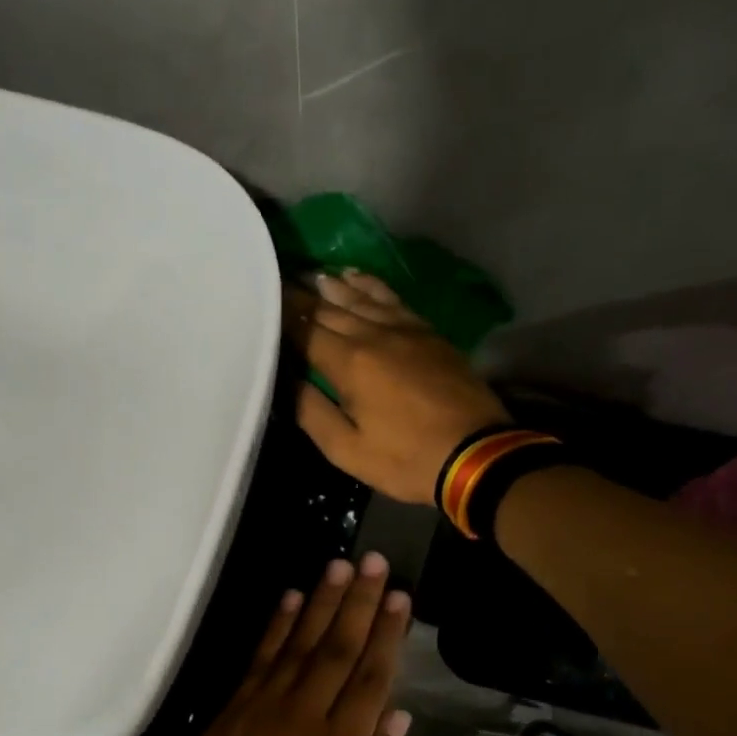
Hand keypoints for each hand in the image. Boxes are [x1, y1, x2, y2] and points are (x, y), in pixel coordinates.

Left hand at [148, 553, 412, 735]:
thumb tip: (398, 718)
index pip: (371, 678)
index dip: (388, 634)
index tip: (400, 597)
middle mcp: (304, 717)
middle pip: (338, 649)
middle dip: (359, 603)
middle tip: (374, 563)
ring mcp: (263, 709)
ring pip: (299, 644)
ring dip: (322, 603)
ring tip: (340, 567)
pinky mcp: (232, 711)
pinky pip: (259, 659)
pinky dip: (276, 626)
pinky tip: (291, 599)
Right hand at [284, 271, 510, 504]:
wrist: (476, 453)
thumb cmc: (406, 459)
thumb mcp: (348, 450)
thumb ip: (312, 412)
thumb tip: (286, 380)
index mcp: (349, 362)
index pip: (305, 329)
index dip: (281, 315)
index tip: (260, 301)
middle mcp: (374, 334)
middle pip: (330, 309)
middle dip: (302, 297)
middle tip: (278, 284)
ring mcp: (405, 329)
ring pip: (361, 298)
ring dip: (334, 287)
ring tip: (312, 276)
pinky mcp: (427, 332)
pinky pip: (392, 298)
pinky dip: (371, 285)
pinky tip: (357, 278)